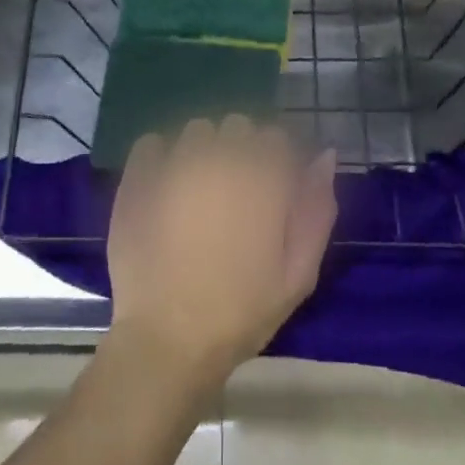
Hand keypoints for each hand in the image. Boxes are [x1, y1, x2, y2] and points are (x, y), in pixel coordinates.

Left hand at [105, 116, 336, 390]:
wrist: (168, 339)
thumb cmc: (242, 311)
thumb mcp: (299, 272)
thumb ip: (316, 208)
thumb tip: (325, 156)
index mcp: (263, 176)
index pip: (277, 136)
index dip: (277, 160)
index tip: (271, 189)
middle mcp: (221, 156)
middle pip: (238, 125)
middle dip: (241, 150)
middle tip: (235, 193)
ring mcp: (176, 162)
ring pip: (197, 130)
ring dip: (204, 149)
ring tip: (198, 189)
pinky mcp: (139, 176)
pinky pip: (152, 143)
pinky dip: (161, 155)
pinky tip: (165, 185)